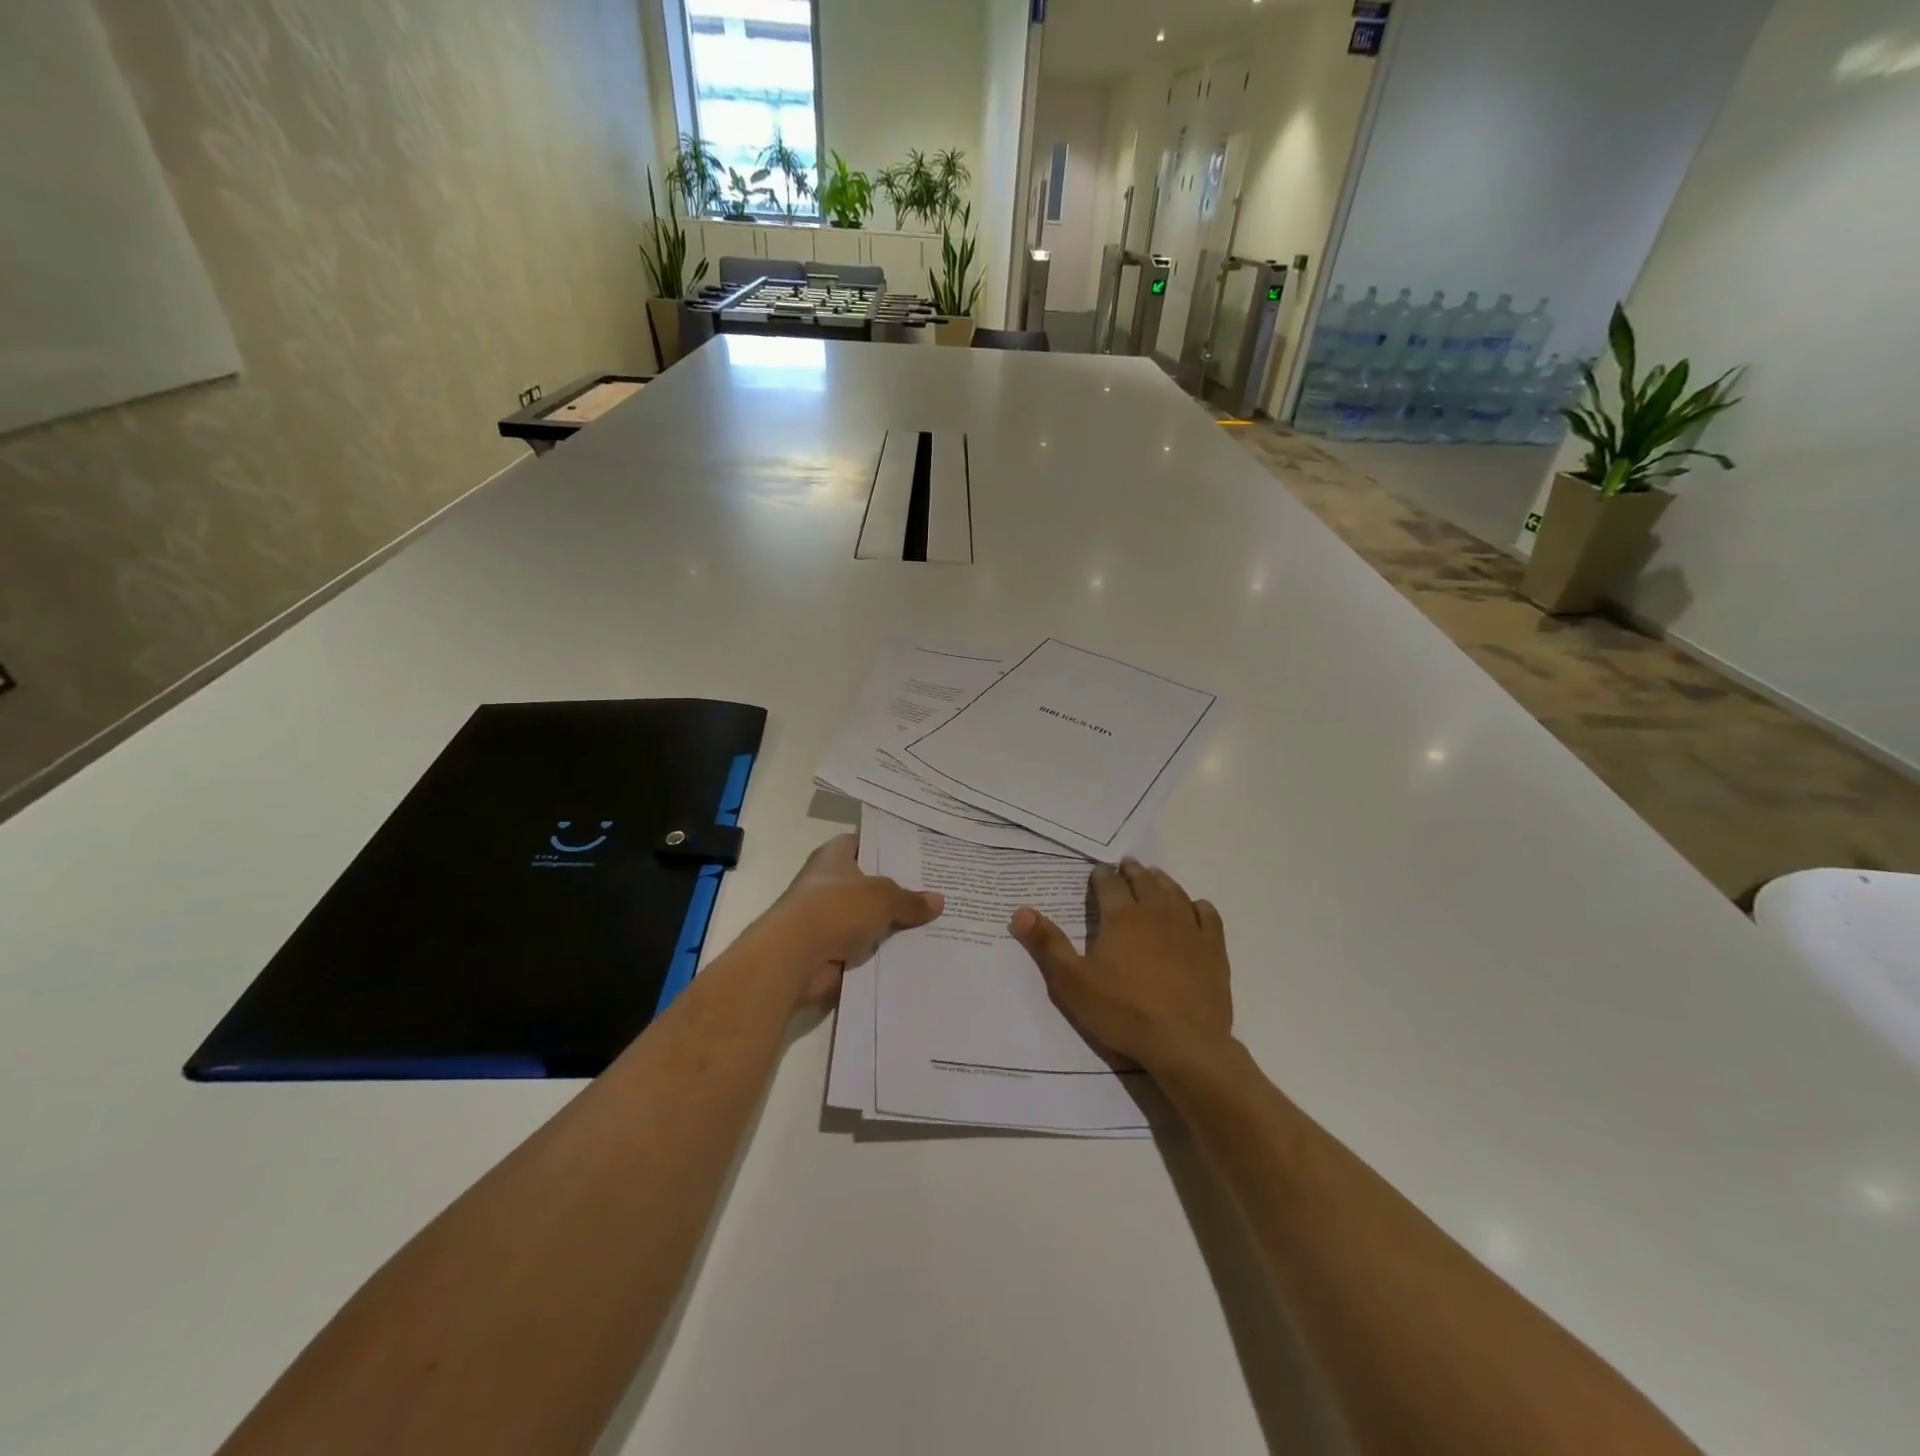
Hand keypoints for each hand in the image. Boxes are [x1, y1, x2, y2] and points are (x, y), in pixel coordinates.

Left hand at [756, 834, 943, 1007]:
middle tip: (936, 890)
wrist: (793, 958)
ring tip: (934, 924)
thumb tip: (938, 900)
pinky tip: (913, 953)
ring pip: (867, 918)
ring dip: (890, 924)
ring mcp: (826, 918)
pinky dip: (881, 952)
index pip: (862, 843)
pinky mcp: (828, 950)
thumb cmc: (835, 909)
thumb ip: (910, 900)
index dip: (887, 848)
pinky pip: (863, 947)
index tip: (917, 855)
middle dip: (897, 889)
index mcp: (833, 856)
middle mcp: (827, 883)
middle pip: (868, 883)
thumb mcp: (883, 897)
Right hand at [1009, 858, 1232, 1074]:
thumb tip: (1020, 910)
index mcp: (1121, 916)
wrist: (1185, 1044)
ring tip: (1155, 877)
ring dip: (1162, 881)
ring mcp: (1189, 929)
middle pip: (1143, 881)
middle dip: (1132, 871)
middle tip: (1126, 866)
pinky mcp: (1213, 949)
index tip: (1097, 873)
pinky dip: (1198, 906)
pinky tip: (1195, 908)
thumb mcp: (1072, 982)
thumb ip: (1047, 944)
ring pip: (1174, 892)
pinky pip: (1207, 916)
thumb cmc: (1123, 1012)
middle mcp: (1156, 912)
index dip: (1100, 876)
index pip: (1108, 883)